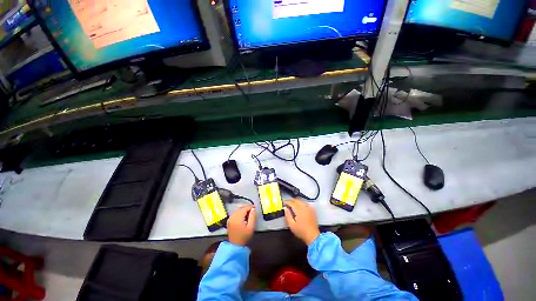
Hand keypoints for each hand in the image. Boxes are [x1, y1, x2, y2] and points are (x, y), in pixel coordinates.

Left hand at [227, 205, 256, 245]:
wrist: (235, 244)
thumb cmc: (244, 237)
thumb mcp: (251, 227)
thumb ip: (252, 217)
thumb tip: (253, 209)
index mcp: (237, 218)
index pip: (244, 209)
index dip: (250, 207)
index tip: (255, 207)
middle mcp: (232, 217)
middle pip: (240, 209)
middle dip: (246, 208)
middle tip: (253, 210)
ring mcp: (229, 219)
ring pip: (237, 211)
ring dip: (243, 210)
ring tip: (249, 213)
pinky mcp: (229, 221)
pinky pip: (234, 214)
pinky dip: (239, 213)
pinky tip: (243, 217)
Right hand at [284, 199, 319, 245]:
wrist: (312, 235)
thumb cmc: (301, 231)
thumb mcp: (291, 225)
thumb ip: (288, 215)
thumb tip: (285, 209)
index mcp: (300, 211)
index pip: (292, 203)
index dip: (287, 202)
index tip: (284, 203)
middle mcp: (306, 208)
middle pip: (298, 200)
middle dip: (292, 200)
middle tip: (287, 203)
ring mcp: (310, 209)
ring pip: (303, 201)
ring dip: (297, 201)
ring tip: (293, 204)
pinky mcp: (313, 211)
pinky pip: (307, 204)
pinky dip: (302, 203)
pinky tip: (300, 207)